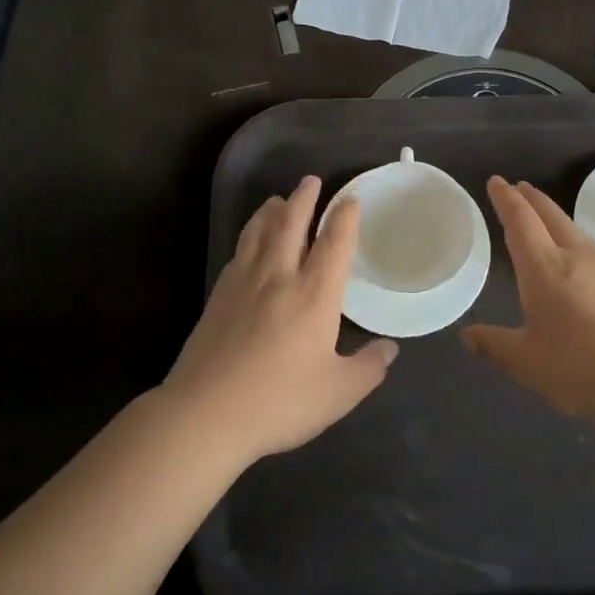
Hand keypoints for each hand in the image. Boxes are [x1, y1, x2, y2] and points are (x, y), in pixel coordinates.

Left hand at [163, 176, 396, 463]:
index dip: (345, 217)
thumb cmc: (279, 401)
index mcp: (314, 294)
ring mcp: (244, 283)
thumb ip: (368, 368)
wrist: (205, 414)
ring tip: (278, 200)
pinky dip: (249, 236)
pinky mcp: (218, 296)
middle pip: (292, 223)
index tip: (351, 200)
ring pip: (259, 231)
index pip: (334, 243)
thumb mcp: (338, 393)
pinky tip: (249, 243)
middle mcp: (280, 276)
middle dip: (304, 198)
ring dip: (272, 210)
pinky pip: (239, 251)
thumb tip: (389, 349)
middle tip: (311, 180)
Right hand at [463, 176, 594, 425]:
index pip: (521, 221)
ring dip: (553, 216)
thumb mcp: (529, 364)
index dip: (506, 200)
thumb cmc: (583, 369)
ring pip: (573, 230)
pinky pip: (591, 248)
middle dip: (531, 199)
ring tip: (542, 217)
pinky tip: (575, 257)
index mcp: (544, 268)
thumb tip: (466, 336)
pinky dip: (573, 239)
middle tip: (518, 187)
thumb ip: (495, 346)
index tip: (496, 181)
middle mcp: (575, 257)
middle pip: (550, 216)